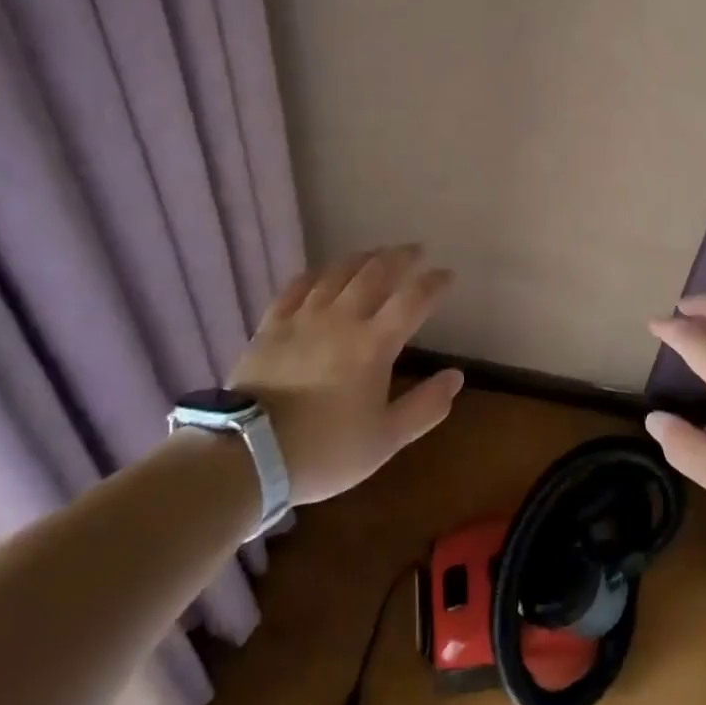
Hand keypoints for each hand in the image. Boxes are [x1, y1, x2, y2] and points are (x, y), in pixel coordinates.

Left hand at [228, 246, 463, 505]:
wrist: (248, 454)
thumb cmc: (324, 450)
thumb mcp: (385, 440)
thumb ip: (425, 407)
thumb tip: (456, 376)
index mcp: (374, 344)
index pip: (413, 300)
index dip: (434, 283)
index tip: (448, 275)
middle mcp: (343, 318)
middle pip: (376, 273)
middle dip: (400, 257)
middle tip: (415, 250)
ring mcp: (304, 317)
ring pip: (338, 272)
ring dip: (362, 258)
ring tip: (376, 253)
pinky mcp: (272, 325)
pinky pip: (296, 287)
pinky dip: (315, 274)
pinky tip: (321, 273)